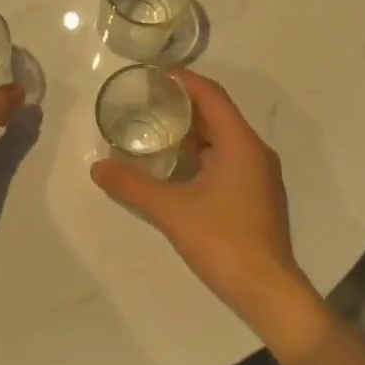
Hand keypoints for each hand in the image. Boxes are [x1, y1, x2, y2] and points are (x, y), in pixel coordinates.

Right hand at [90, 68, 303, 321]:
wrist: (267, 290)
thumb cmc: (222, 240)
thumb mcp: (170, 210)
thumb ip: (132, 185)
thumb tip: (97, 167)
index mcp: (241, 144)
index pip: (212, 97)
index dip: (185, 80)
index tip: (156, 74)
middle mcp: (255, 152)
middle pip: (219, 115)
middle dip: (185, 105)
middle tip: (148, 101)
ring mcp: (259, 176)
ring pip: (224, 139)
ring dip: (193, 132)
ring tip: (157, 129)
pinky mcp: (257, 196)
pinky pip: (228, 160)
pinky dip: (203, 154)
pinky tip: (178, 167)